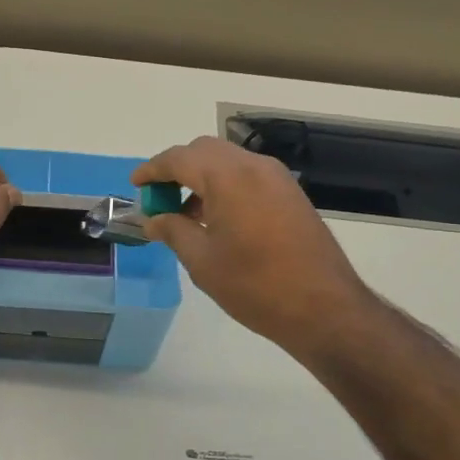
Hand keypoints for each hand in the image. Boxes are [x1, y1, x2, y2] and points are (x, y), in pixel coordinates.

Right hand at [134, 136, 374, 360]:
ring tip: (185, 215)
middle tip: (159, 199)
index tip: (135, 185)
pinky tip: (217, 220)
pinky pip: (248, 176)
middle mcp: (254, 166)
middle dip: (177, 168)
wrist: (324, 308)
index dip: (152, 169)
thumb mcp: (202, 260)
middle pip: (204, 151)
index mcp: (228, 177)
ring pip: (228, 162)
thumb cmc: (254, 285)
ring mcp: (277, 179)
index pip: (179, 158)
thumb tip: (153, 220)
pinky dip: (225, 186)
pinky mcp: (291, 195)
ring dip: (202, 178)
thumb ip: (173, 231)